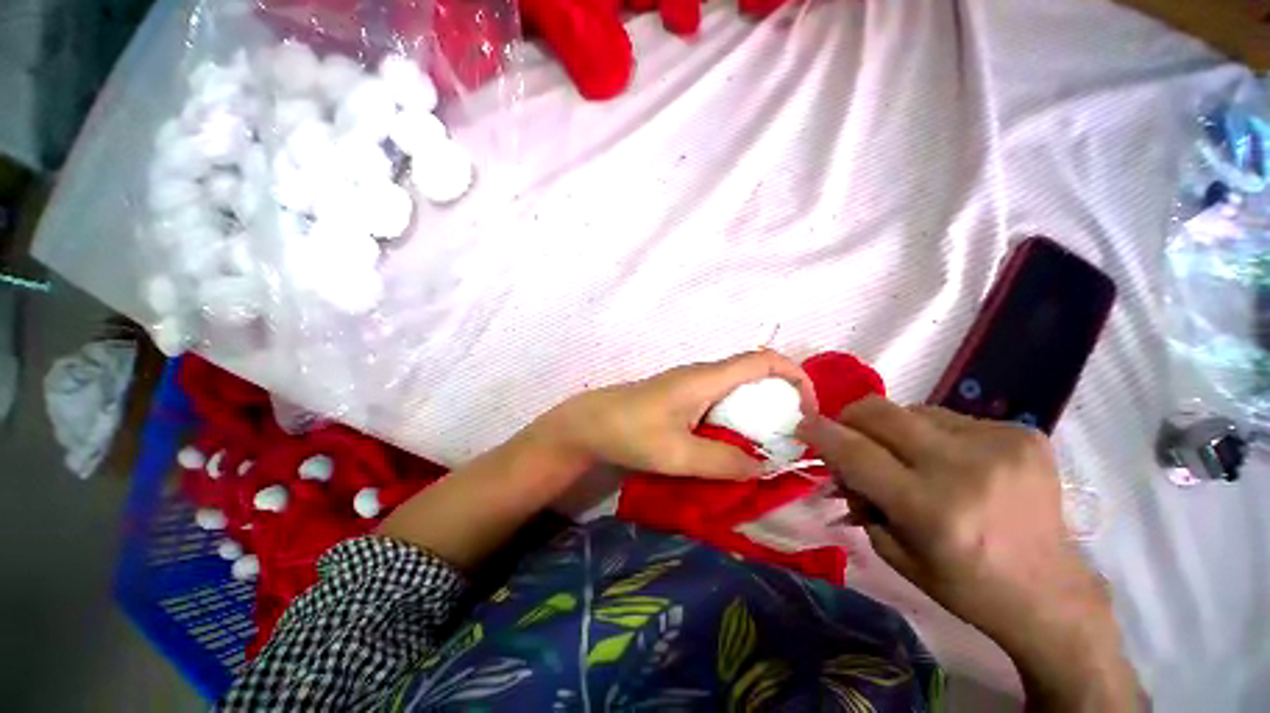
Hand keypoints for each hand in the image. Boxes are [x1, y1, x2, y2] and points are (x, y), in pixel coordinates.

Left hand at [538, 350, 816, 478]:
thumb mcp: (677, 454)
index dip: (795, 376)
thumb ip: (723, 463)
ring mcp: (693, 384)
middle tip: (793, 436)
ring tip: (770, 445)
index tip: (809, 411)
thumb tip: (763, 468)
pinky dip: (740, 417)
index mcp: (707, 378)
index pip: (763, 359)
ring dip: (760, 411)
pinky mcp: (684, 397)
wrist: (590, 424)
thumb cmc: (630, 432)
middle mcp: (704, 374)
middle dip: (782, 398)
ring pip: (739, 388)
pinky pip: (723, 399)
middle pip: (756, 372)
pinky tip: (736, 443)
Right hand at [799, 399, 1140, 709]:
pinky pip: (950, 417)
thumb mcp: (894, 552)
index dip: (821, 433)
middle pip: (880, 412)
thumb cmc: (965, 584)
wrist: (1051, 593)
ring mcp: (1001, 444)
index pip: (856, 452)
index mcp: (932, 509)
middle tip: (848, 436)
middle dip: (850, 418)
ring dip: (894, 430)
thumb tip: (837, 462)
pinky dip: (933, 434)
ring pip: (912, 410)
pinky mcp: (1024, 434)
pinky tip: (950, 461)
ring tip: (907, 458)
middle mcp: (966, 468)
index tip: (803, 424)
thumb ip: (859, 498)